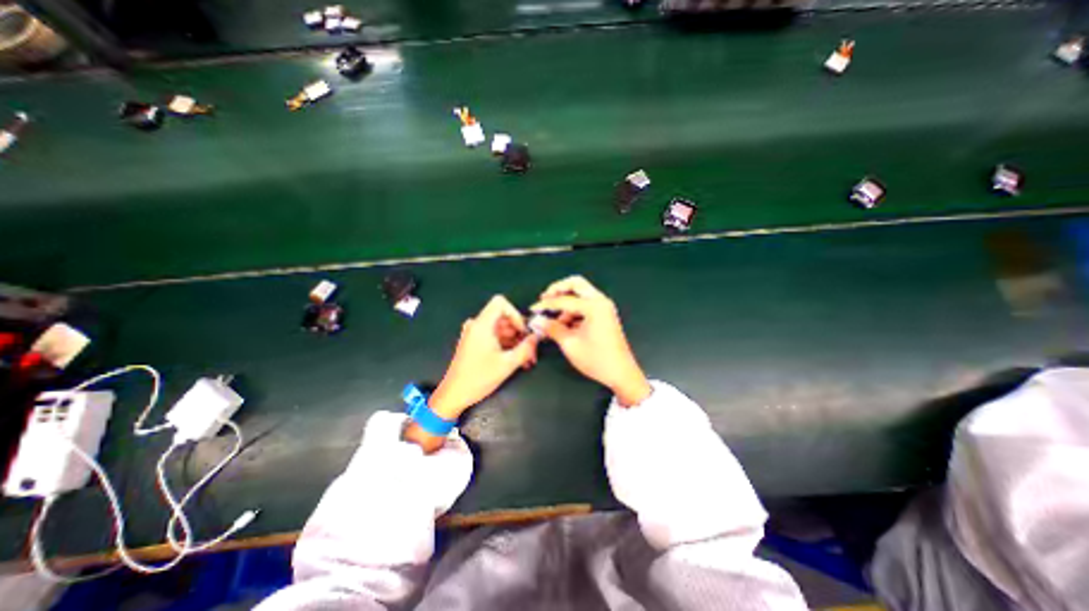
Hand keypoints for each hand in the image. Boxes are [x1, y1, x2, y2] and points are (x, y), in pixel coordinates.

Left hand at [431, 296, 538, 419]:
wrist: (454, 395)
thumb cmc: (479, 378)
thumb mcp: (507, 364)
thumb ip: (526, 348)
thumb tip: (537, 337)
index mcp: (482, 325)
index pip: (501, 303)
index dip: (515, 314)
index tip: (523, 331)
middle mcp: (477, 325)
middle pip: (503, 317)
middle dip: (519, 331)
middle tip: (531, 348)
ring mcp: (475, 334)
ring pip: (501, 328)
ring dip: (515, 341)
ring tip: (526, 358)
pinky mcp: (474, 343)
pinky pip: (494, 336)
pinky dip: (506, 345)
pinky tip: (516, 360)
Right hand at [532, 276, 649, 405]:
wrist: (621, 373)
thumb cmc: (596, 359)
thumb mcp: (570, 344)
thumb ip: (552, 328)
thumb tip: (537, 320)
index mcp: (594, 306)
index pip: (564, 300)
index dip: (546, 305)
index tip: (533, 309)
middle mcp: (601, 301)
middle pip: (576, 284)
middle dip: (558, 290)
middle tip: (544, 299)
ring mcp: (604, 307)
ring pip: (581, 294)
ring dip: (566, 303)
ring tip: (553, 320)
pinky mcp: (604, 314)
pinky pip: (586, 305)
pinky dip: (574, 310)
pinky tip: (564, 324)